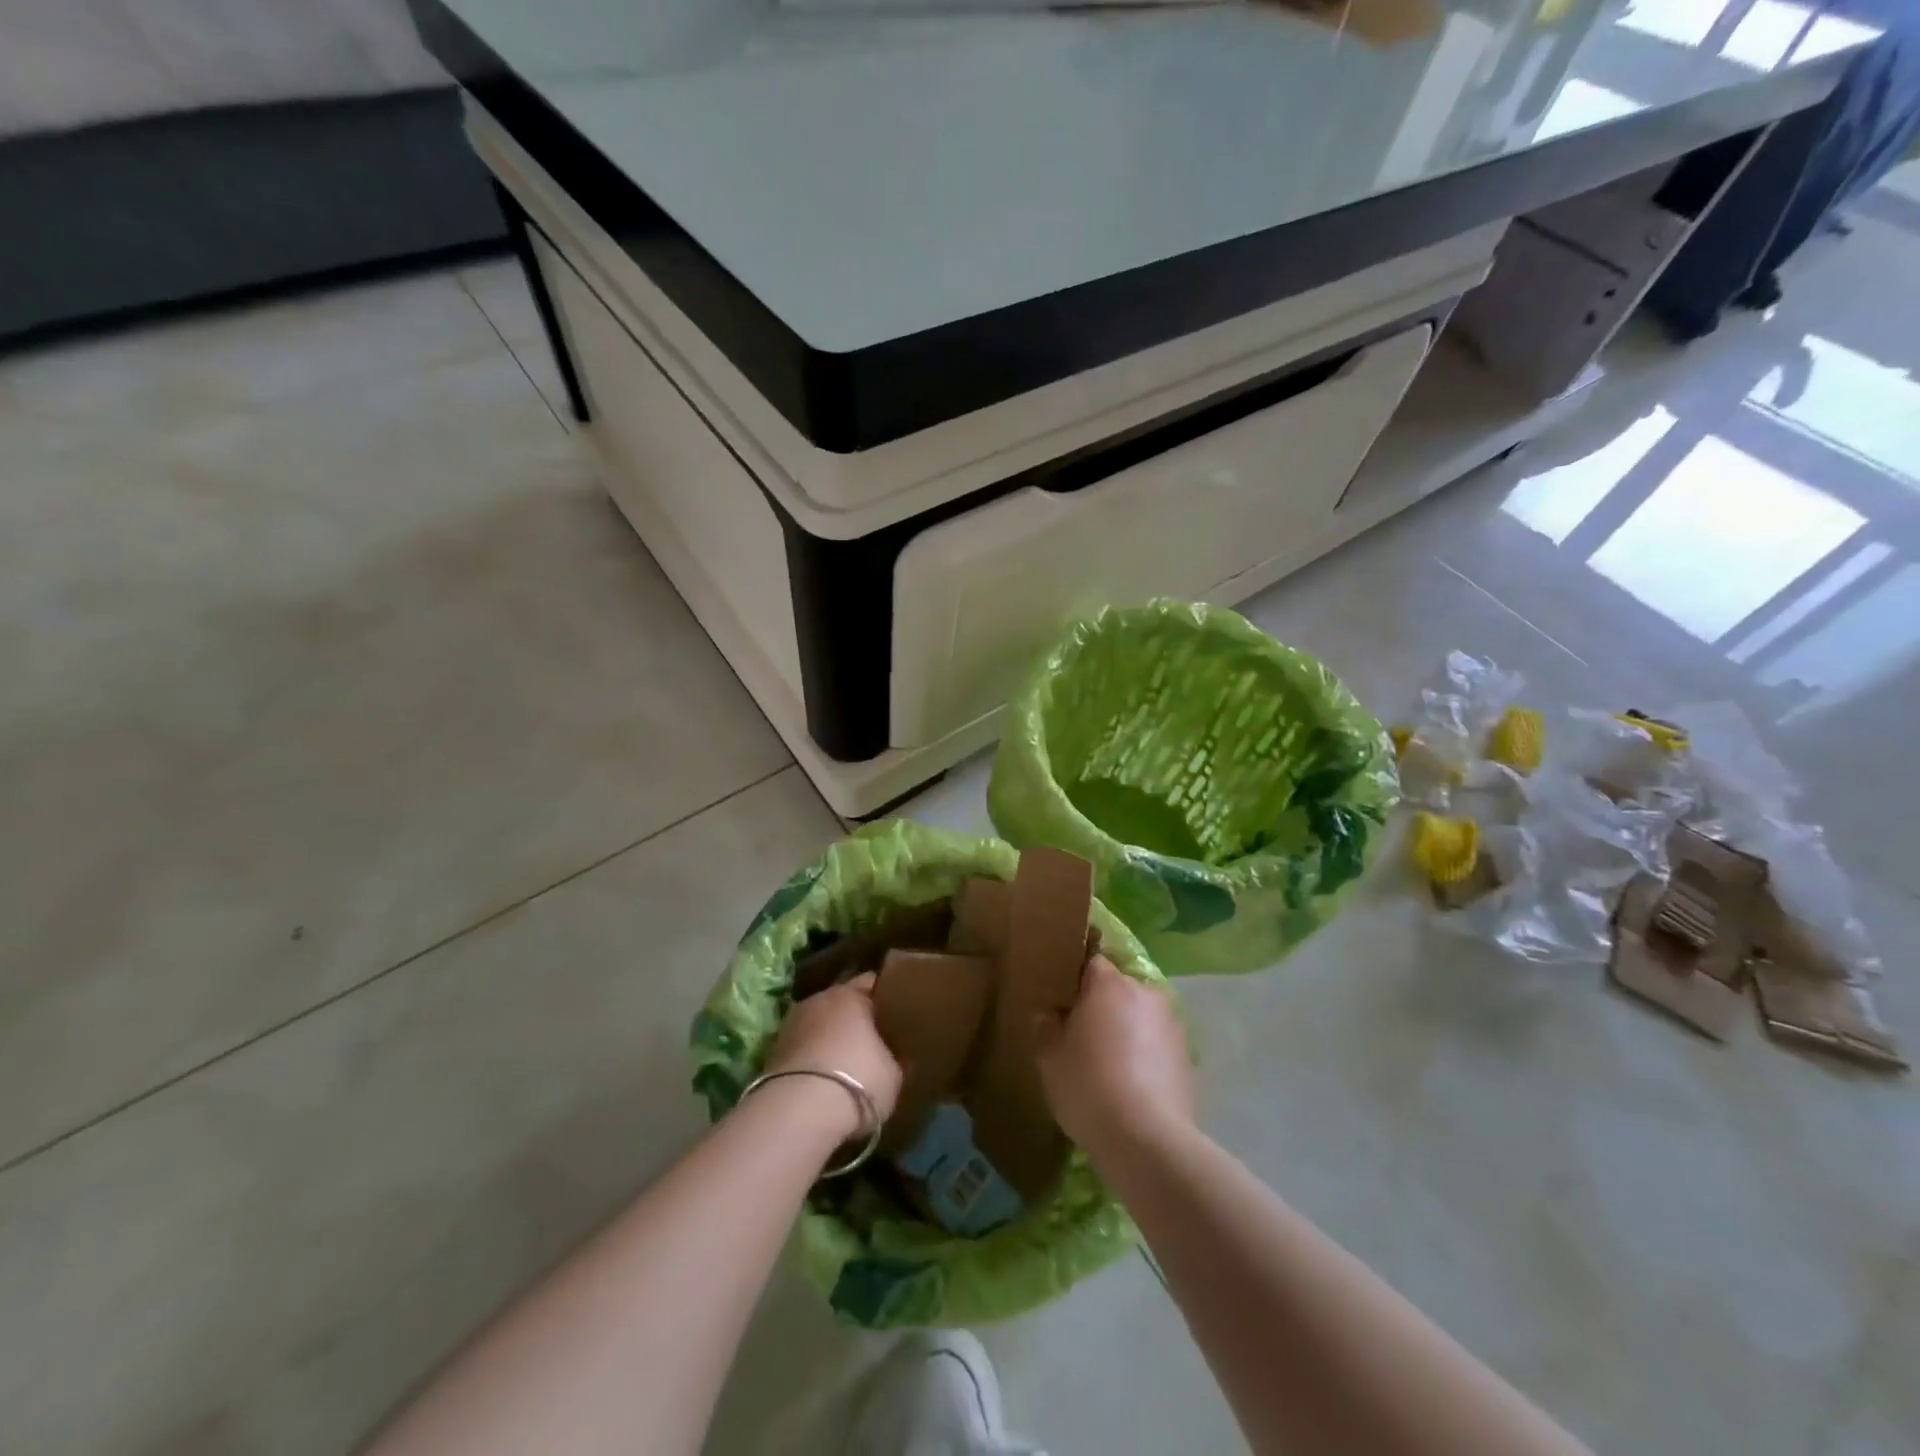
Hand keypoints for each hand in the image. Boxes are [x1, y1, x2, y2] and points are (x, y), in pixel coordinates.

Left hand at [763, 974, 902, 1139]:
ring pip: (818, 1024)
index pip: (872, 982)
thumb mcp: (894, 1074)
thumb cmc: (858, 1080)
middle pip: (841, 1002)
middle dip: (854, 1016)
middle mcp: (819, 999)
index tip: (897, 1010)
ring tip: (845, 1060)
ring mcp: (791, 1024)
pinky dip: (811, 1058)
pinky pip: (802, 1048)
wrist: (798, 1113)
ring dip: (829, 1037)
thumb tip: (896, 1057)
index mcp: (851, 994)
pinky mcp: (772, 1053)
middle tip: (873, 1036)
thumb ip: (895, 1058)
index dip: (885, 995)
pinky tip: (823, 1078)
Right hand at [1036, 956, 1192, 1154]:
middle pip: (1119, 987)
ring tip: (1109, 1062)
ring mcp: (1171, 1023)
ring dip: (1126, 1028)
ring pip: (1140, 1015)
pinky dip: (1145, 1053)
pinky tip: (1131, 1083)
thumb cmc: (1088, 1086)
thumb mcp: (1049, 1057)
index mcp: (1109, 984)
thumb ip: (1047, 1026)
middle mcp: (1145, 993)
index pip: (1092, 961)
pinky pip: (1157, 1042)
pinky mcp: (1187, 1055)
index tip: (1065, 998)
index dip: (1077, 977)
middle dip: (1103, 1004)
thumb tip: (1052, 1014)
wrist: (1147, 1140)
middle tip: (1082, 1033)